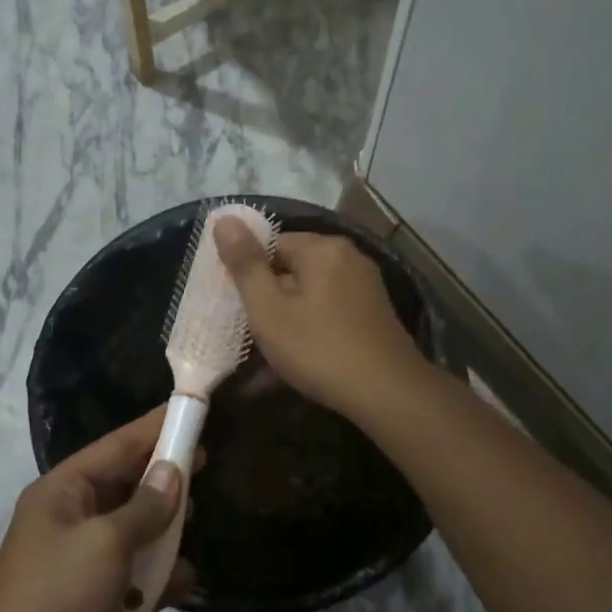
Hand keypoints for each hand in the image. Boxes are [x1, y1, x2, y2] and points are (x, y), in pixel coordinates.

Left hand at [0, 410, 191, 611]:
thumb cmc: (56, 598)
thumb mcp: (105, 543)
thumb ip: (146, 506)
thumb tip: (173, 472)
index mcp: (64, 492)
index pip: (117, 446)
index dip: (156, 428)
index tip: (194, 410)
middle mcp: (76, 518)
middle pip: (131, 485)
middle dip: (166, 478)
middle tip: (207, 465)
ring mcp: (90, 560)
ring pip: (141, 529)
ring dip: (167, 531)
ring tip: (194, 525)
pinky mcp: (104, 598)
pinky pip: (142, 574)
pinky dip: (163, 576)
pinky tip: (185, 581)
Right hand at [213, 220, 424, 416]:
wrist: (388, 393)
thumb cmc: (319, 349)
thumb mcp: (269, 309)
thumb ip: (245, 265)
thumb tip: (224, 219)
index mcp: (323, 248)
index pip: (271, 245)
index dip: (250, 275)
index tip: (241, 310)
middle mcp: (349, 257)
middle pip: (293, 269)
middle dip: (270, 300)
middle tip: (254, 335)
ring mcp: (366, 285)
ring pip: (311, 295)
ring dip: (289, 320)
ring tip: (272, 357)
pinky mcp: (374, 312)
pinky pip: (330, 312)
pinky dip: (312, 330)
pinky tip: (301, 360)